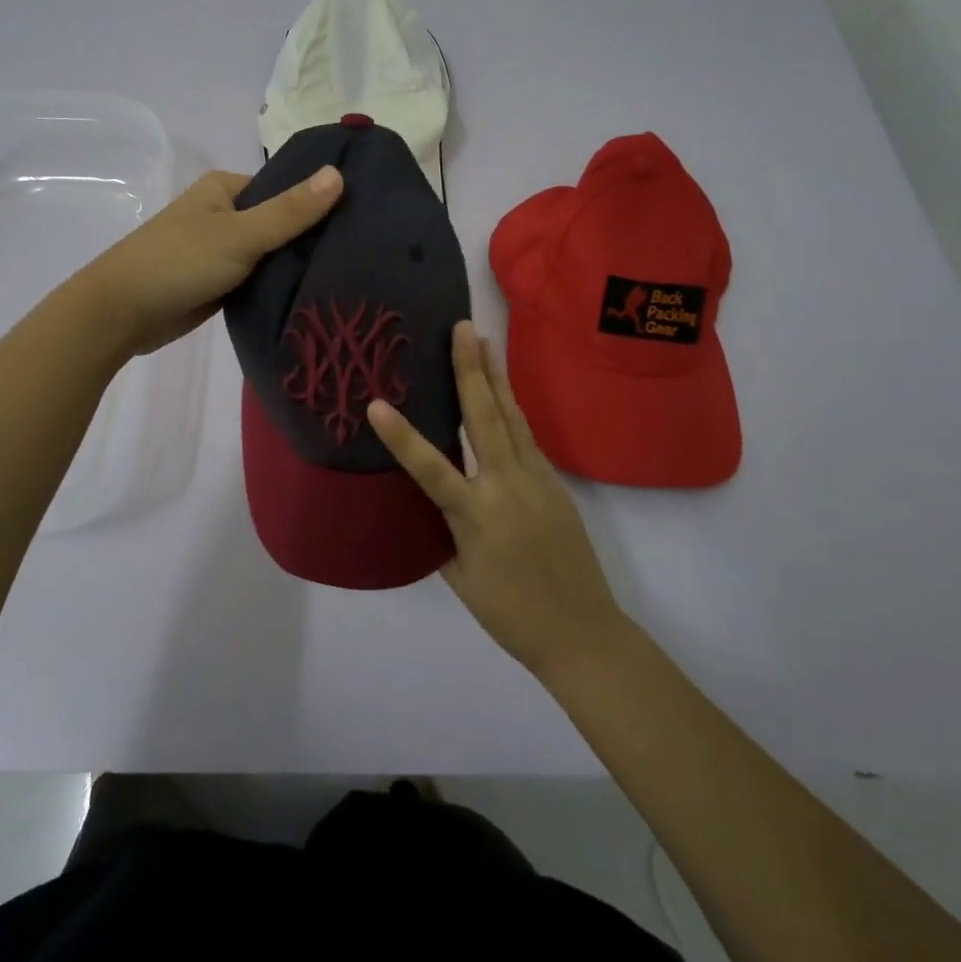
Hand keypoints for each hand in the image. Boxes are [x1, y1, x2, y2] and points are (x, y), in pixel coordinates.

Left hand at [74, 165, 342, 357]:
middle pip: (281, 221)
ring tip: (349, 275)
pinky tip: (315, 295)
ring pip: (272, 253)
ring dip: (297, 265)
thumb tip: (339, 174)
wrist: (122, 313)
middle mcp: (225, 213)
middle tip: (362, 254)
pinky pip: (259, 278)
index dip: (321, 202)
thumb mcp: (240, 234)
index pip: (287, 188)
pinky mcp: (221, 282)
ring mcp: (222, 249)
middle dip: (312, 237)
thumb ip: (290, 210)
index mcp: (226, 188)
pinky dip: (279, 285)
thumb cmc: (179, 262)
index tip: (363, 221)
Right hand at [368, 322, 629, 680]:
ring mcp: (537, 481)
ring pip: (512, 418)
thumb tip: (430, 497)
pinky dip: (511, 408)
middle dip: (471, 370)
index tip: (376, 404)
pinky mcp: (555, 483)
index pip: (431, 469)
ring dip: (496, 377)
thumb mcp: (461, 577)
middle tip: (462, 328)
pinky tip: (503, 393)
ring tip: (484, 342)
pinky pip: (526, 437)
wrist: (584, 633)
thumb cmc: (512, 615)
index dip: (402, 437)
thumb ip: (443, 531)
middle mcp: (507, 487)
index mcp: (476, 517)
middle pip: (486, 418)